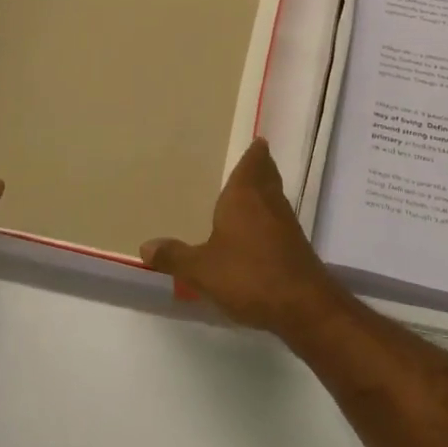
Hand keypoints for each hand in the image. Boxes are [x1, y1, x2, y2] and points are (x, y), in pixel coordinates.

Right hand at [140, 137, 344, 337]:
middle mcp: (268, 202)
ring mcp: (286, 224)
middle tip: (253, 160)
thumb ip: (174, 256)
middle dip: (260, 168)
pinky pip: (278, 223)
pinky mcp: (295, 248)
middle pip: (267, 176)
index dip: (255, 152)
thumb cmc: (248, 275)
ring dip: (265, 193)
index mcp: (244, 196)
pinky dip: (269, 220)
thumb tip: (145, 245)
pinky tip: (257, 235)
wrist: (302, 305)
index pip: (253, 163)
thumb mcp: (201, 269)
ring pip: (274, 198)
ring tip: (249, 195)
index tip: (258, 141)